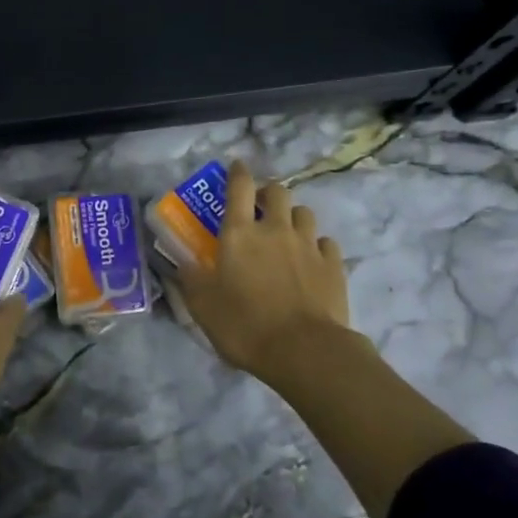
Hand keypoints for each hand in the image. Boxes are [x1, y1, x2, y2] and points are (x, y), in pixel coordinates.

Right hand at [177, 161, 351, 382]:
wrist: (304, 351)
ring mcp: (308, 245)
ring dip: (294, 217)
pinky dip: (317, 246)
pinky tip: (312, 260)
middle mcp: (275, 230)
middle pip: (278, 192)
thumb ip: (191, 279)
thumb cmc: (245, 325)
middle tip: (261, 208)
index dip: (237, 172)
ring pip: (304, 213)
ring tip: (287, 233)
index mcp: (240, 234)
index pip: (239, 187)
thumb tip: (183, 262)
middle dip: (269, 193)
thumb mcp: (203, 306)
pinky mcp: (333, 265)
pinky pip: (326, 242)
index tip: (236, 166)